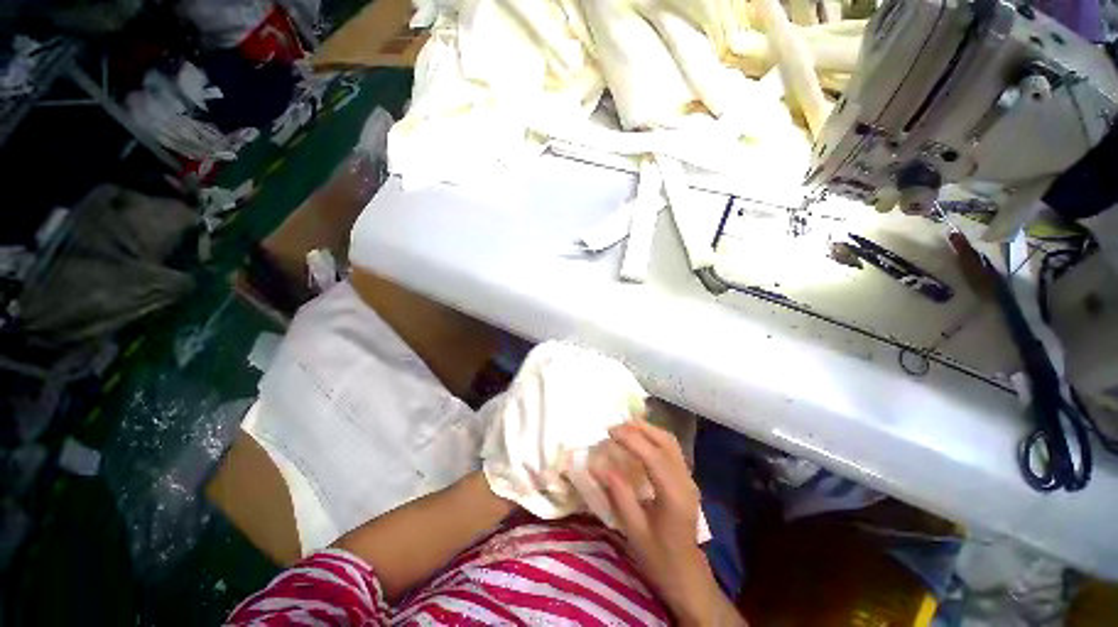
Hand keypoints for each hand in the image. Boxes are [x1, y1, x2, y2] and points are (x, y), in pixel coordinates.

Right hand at [591, 421, 723, 625]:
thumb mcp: (634, 530)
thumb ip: (618, 493)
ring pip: (670, 441)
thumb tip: (597, 463)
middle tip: (614, 427)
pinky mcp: (686, 479)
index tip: (609, 432)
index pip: (654, 456)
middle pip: (665, 441)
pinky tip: (639, 439)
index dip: (631, 439)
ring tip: (623, 428)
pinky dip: (653, 437)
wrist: (688, 577)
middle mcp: (685, 480)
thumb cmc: (659, 558)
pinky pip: (670, 448)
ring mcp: (688, 478)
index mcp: (674, 495)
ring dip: (647, 429)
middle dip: (639, 428)